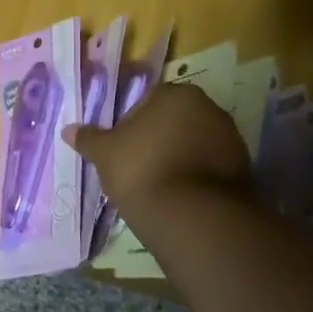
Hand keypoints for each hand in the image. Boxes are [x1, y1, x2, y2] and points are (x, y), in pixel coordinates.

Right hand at [65, 81, 251, 210]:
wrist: (192, 216)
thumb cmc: (142, 169)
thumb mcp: (105, 153)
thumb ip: (88, 138)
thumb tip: (68, 129)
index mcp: (178, 94)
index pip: (149, 99)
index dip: (132, 122)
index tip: (122, 146)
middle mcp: (211, 109)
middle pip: (176, 120)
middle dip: (159, 138)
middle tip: (137, 164)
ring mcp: (232, 140)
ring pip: (195, 144)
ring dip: (179, 158)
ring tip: (159, 185)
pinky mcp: (244, 172)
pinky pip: (210, 169)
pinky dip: (196, 178)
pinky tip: (179, 198)